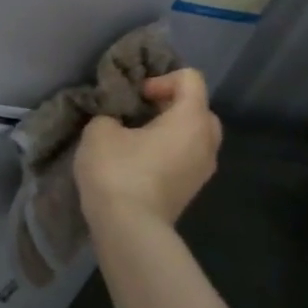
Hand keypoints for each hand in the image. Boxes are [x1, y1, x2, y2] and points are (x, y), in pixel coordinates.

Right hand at [74, 68, 222, 229]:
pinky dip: (169, 154)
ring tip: (137, 140)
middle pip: (199, 109)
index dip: (161, 80)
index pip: (191, 79)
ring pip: (194, 137)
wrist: (129, 228)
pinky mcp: (191, 192)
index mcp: (191, 120)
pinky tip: (140, 163)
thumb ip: (111, 115)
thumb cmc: (118, 171)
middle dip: (171, 106)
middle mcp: (207, 143)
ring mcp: (203, 171)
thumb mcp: (100, 130)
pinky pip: (186, 159)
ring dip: (170, 132)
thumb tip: (118, 122)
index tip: (136, 97)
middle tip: (141, 114)